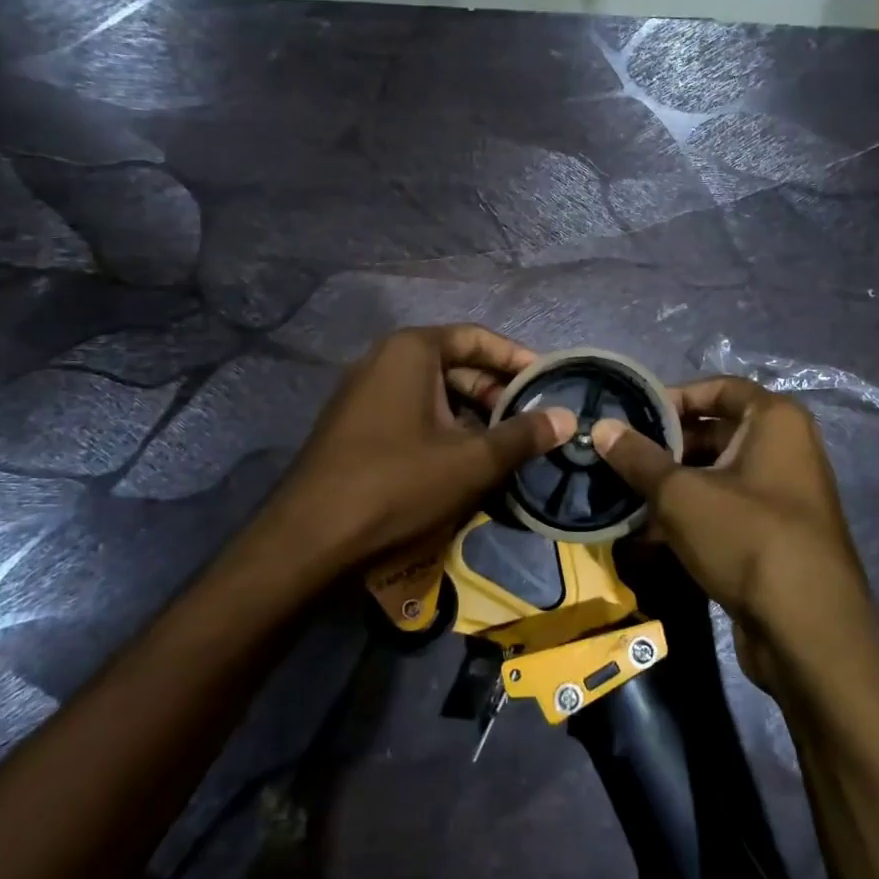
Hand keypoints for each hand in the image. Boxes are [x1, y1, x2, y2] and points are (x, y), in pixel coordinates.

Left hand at [253, 326, 575, 580]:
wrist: (309, 540)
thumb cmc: (397, 485)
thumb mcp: (472, 461)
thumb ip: (523, 435)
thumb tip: (569, 418)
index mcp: (411, 351)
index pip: (478, 338)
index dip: (517, 359)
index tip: (549, 383)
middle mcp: (383, 360)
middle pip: (455, 364)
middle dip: (495, 392)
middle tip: (529, 422)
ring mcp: (363, 393)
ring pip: (433, 393)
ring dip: (471, 416)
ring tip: (504, 446)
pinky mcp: (354, 425)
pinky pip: (410, 413)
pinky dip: (442, 429)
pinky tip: (462, 462)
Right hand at [592, 378, 875, 687]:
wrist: (807, 631)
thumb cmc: (747, 537)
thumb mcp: (681, 494)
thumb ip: (638, 458)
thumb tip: (600, 428)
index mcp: (775, 420)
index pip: (718, 388)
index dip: (673, 397)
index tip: (632, 416)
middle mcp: (785, 448)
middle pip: (714, 432)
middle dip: (665, 447)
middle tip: (619, 459)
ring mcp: (782, 494)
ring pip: (715, 475)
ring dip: (671, 486)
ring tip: (625, 497)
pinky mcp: (773, 535)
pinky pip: (724, 510)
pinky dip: (690, 516)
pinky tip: (647, 535)